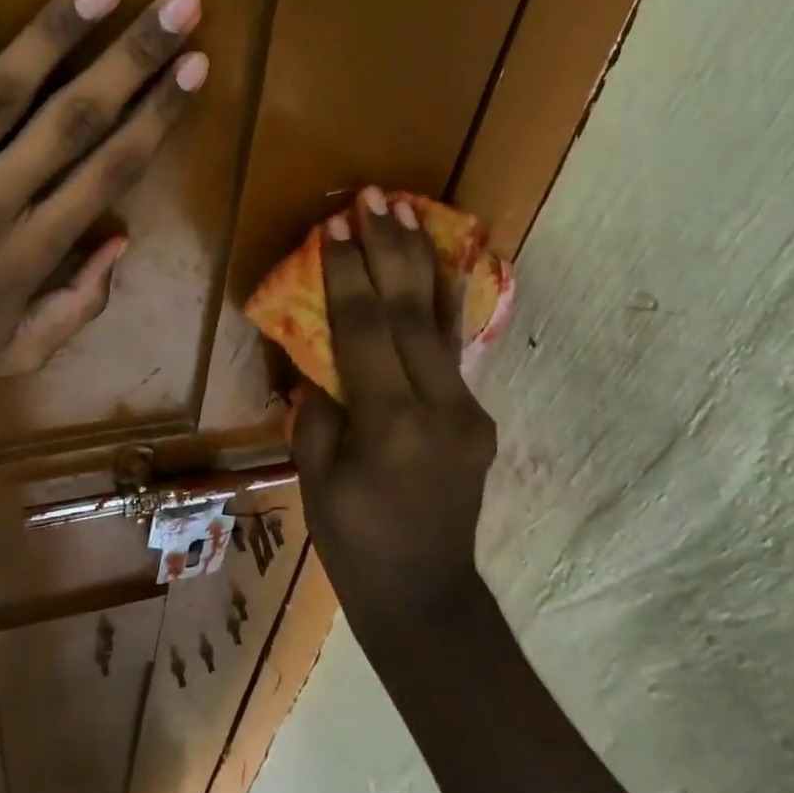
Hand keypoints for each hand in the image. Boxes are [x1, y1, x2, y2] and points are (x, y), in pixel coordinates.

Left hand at [0, 0, 206, 396]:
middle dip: (133, 59)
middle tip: (178, 4)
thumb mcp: (19, 352)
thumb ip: (79, 305)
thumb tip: (120, 240)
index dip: (159, 115)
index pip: (110, 170)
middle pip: (73, 121)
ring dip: (53, 35)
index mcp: (31, 255)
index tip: (195, 66)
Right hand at [292, 187, 497, 641]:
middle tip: (374, 195)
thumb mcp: (317, 476)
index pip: (366, 329)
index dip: (347, 273)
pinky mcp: (476, 414)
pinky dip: (441, 298)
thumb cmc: (354, 542)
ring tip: (408, 209)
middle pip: (410, 312)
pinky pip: (451, 347)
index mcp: (392, 424)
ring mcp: (468, 409)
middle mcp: (440, 407)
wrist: (426, 597)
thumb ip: (320, 407)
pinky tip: (435, 262)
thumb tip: (323, 358)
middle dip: (388, 248)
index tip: (334, 223)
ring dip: (420, 259)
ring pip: (440, 320)